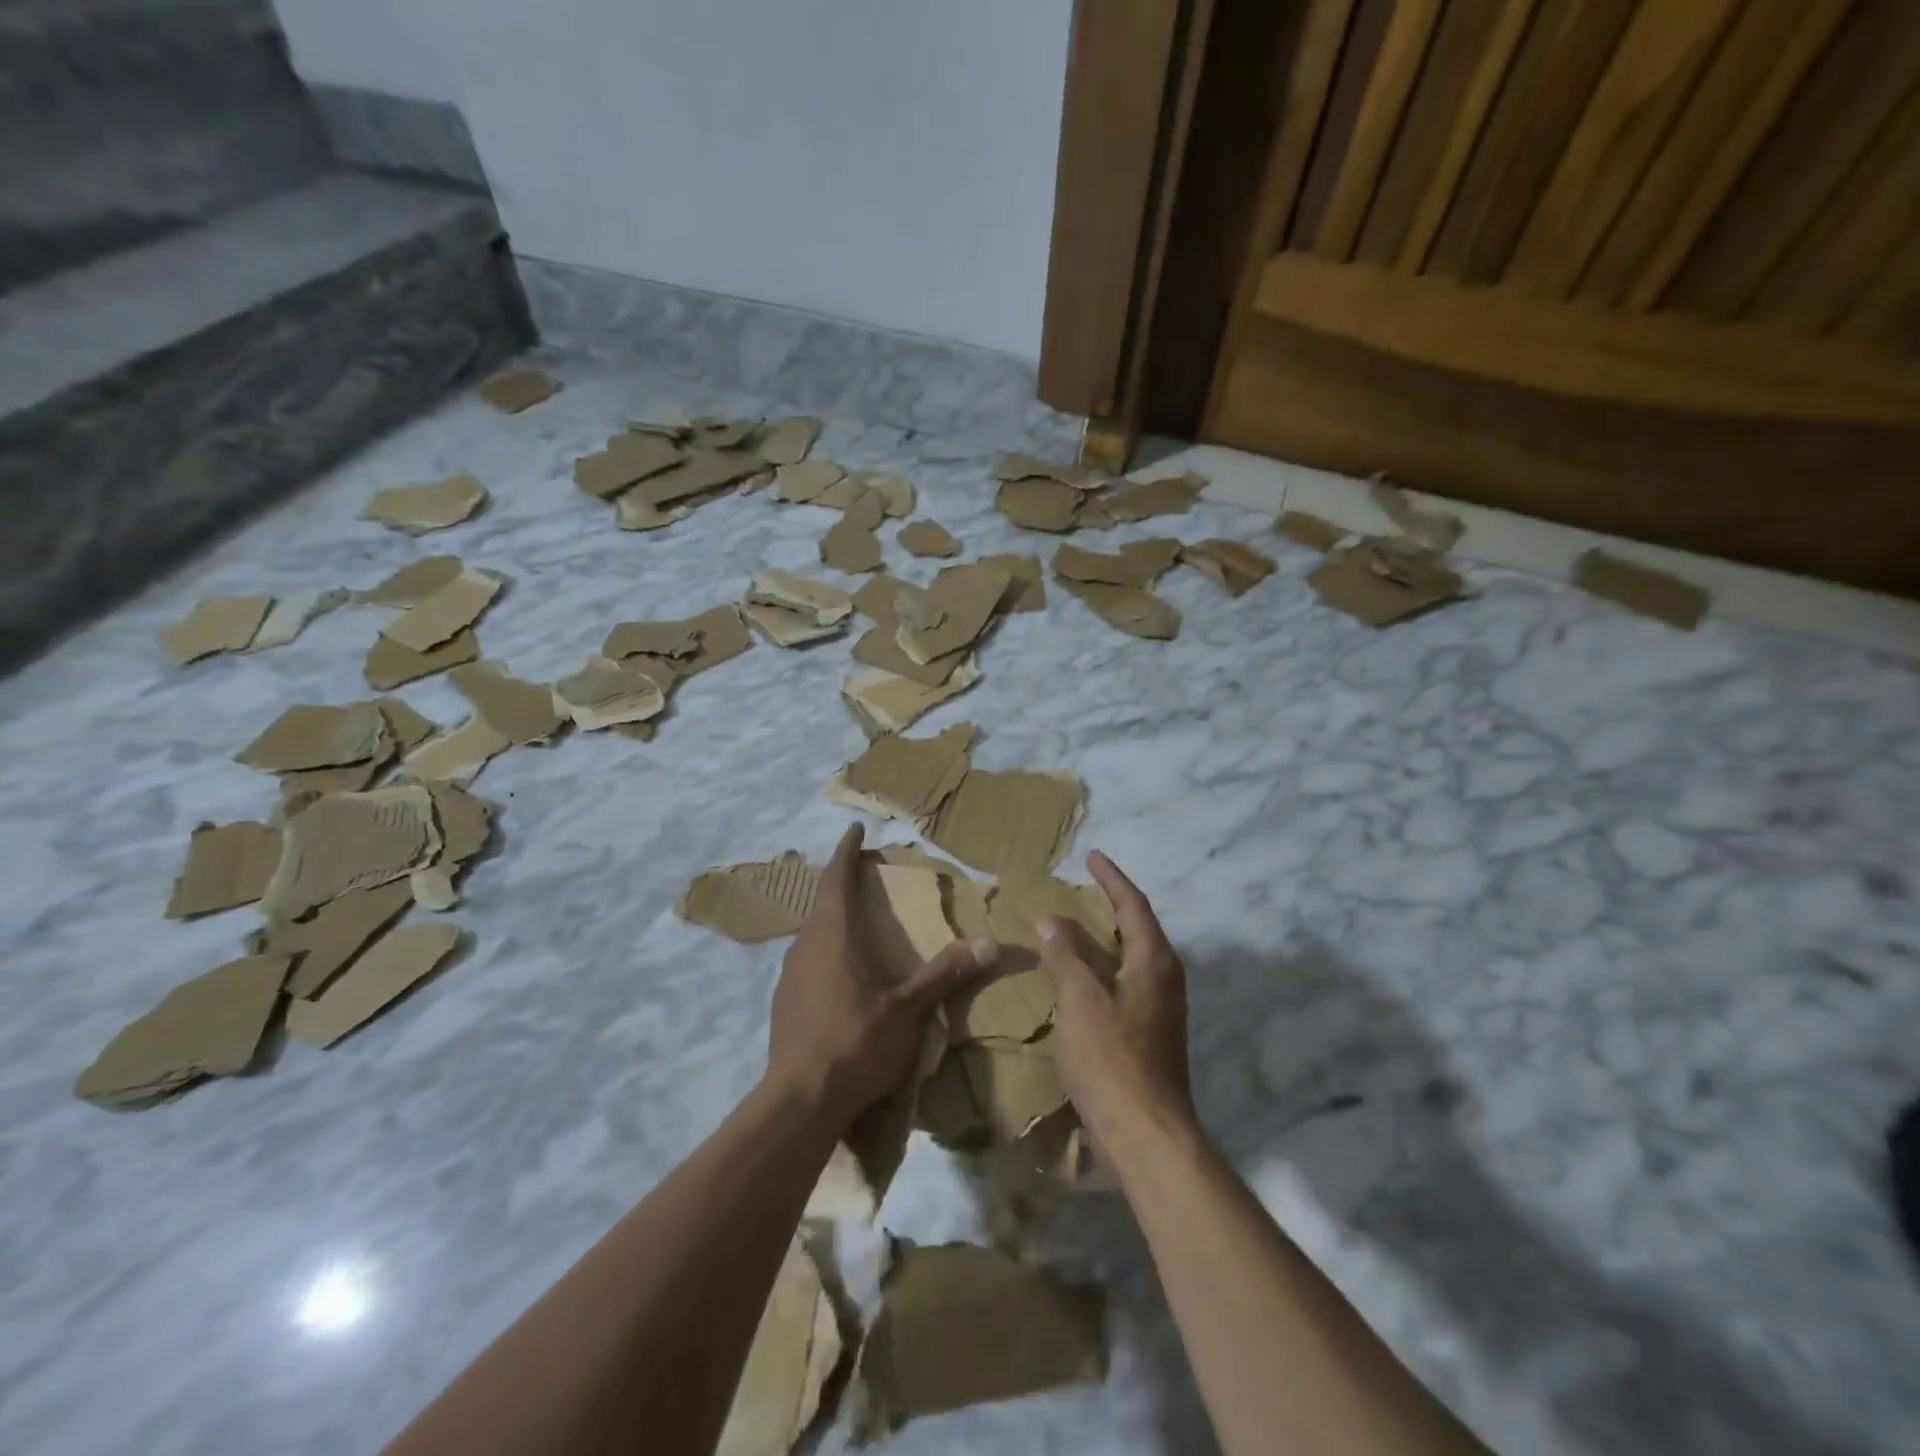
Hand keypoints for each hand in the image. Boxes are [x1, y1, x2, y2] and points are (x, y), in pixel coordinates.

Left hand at [768, 824, 990, 1129]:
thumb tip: (991, 943)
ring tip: (858, 926)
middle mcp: (805, 946)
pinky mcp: (783, 1003)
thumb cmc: (856, 1042)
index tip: (855, 832)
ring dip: (833, 922)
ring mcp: (789, 975)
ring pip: (813, 935)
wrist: (799, 1102)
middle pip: (823, 904)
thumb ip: (946, 973)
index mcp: (834, 935)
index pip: (837, 879)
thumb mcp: (909, 1009)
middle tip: (866, 879)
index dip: (846, 853)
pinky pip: (807, 962)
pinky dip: (826, 953)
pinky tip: (842, 977)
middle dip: (843, 886)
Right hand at [1039, 851, 1193, 1142]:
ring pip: (1135, 957)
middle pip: (1139, 928)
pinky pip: (1129, 981)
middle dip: (1113, 905)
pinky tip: (1084, 979)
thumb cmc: (1112, 1059)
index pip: (1133, 905)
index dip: (1112, 878)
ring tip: (1080, 928)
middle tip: (1085, 888)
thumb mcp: (1080, 1000)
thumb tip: (1052, 919)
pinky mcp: (1154, 1034)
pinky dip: (1106, 967)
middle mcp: (1166, 978)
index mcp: (1154, 961)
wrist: (1148, 1135)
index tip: (1093, 856)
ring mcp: (1163, 1009)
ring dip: (1109, 937)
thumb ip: (1065, 955)